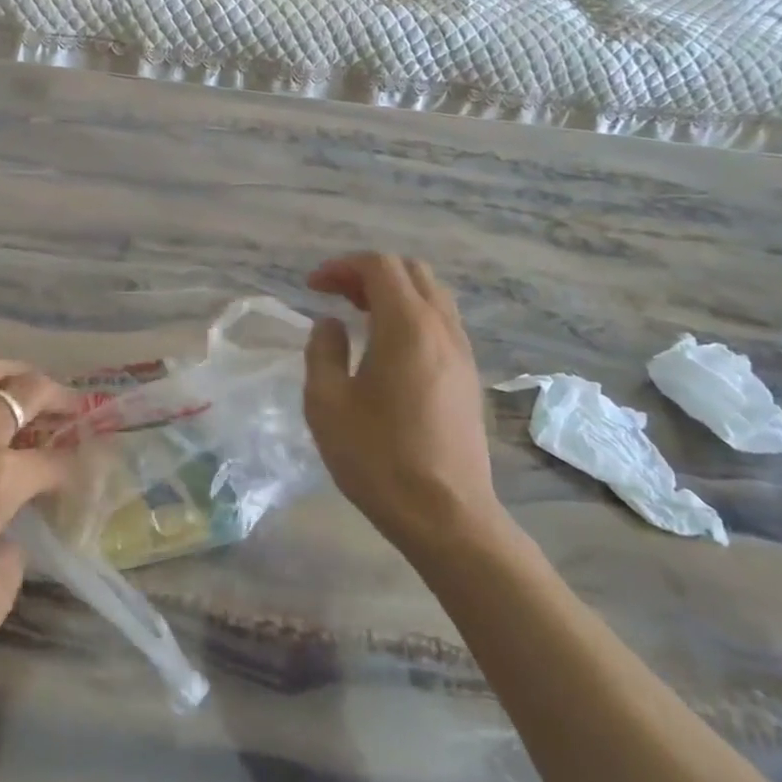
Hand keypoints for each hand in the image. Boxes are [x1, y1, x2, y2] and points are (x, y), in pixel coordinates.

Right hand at [302, 253, 499, 547]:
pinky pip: (441, 322)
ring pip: (431, 295)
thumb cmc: (377, 457)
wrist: (446, 515)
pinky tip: (386, 347)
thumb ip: (322, 351)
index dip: (342, 267)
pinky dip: (411, 314)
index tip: (312, 287)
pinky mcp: (469, 376)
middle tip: (334, 295)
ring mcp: (462, 352)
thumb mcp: (326, 403)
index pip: (380, 266)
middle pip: (411, 272)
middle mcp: (442, 329)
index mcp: (407, 327)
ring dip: (392, 293)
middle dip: (368, 273)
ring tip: (357, 316)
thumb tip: (330, 325)